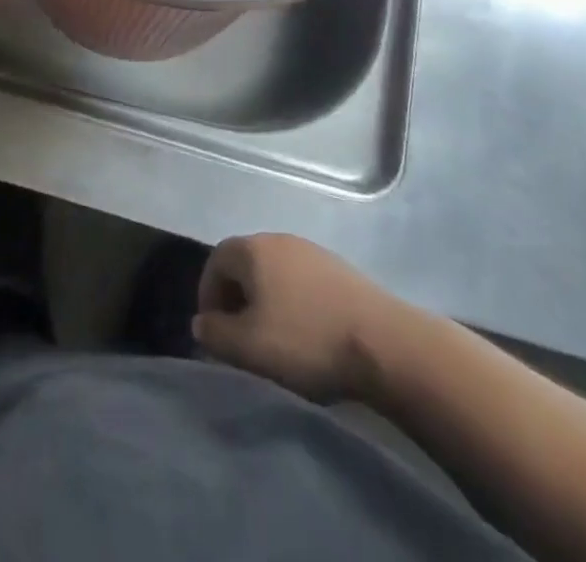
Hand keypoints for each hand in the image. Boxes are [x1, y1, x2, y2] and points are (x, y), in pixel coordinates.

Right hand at [193, 233, 389, 404]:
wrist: (384, 342)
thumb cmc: (306, 340)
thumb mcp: (249, 347)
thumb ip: (215, 334)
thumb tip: (201, 323)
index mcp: (253, 248)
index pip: (215, 262)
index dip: (207, 296)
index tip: (213, 332)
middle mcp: (279, 238)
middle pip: (244, 263)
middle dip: (235, 297)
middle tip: (239, 336)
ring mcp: (312, 250)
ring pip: (273, 272)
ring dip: (265, 299)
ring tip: (273, 337)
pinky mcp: (338, 268)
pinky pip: (300, 280)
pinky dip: (292, 301)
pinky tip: (305, 331)